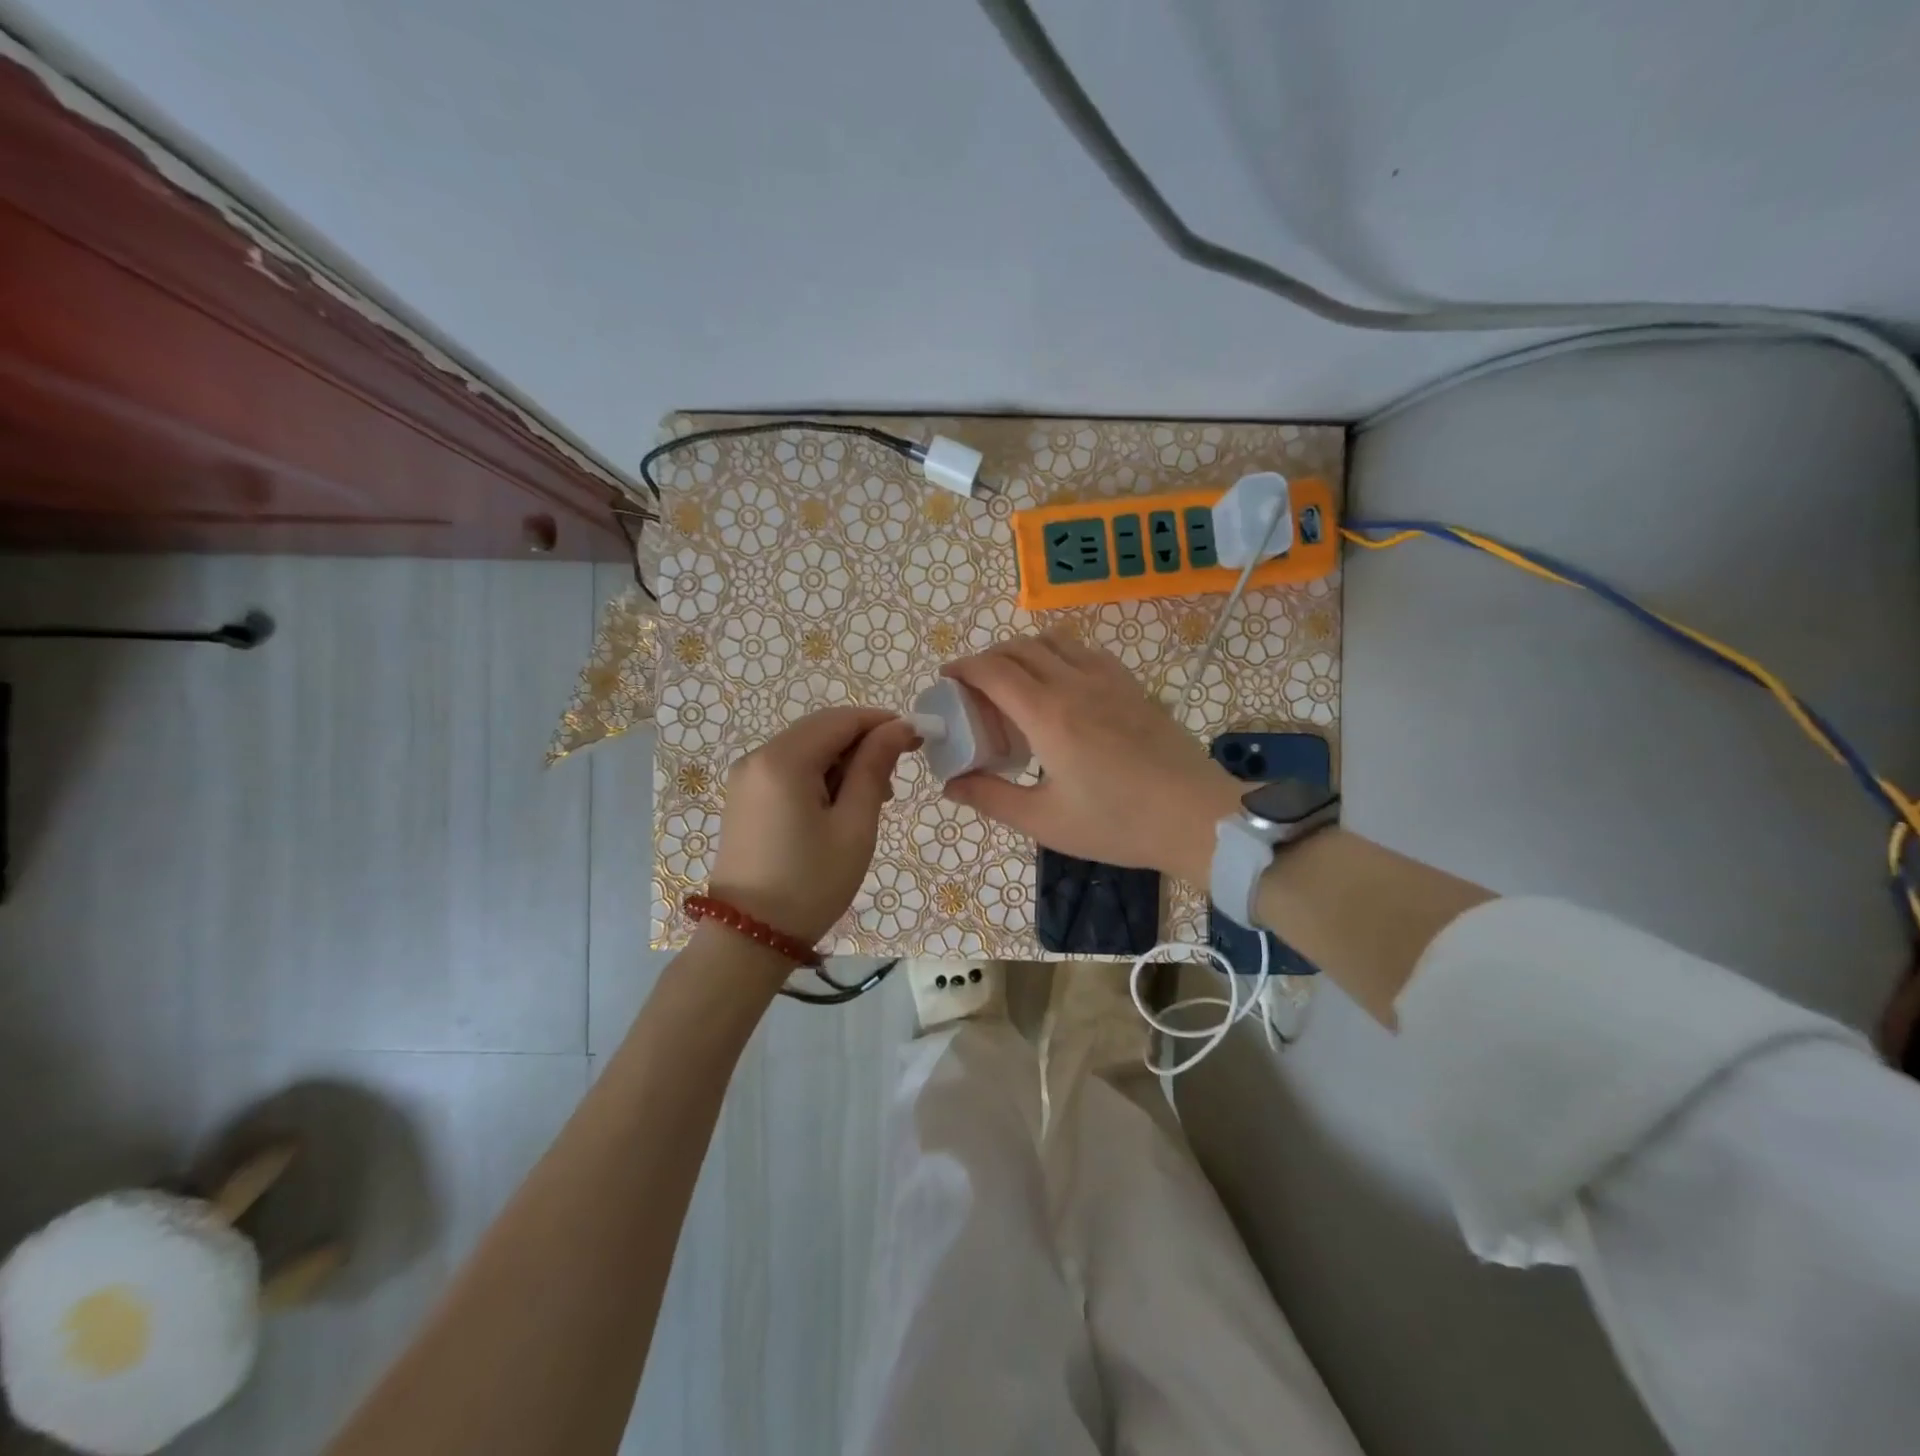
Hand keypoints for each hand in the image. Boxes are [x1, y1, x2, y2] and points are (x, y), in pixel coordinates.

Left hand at [709, 707, 919, 944]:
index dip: (882, 722)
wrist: (749, 938)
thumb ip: (875, 768)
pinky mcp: (744, 797)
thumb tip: (899, 727)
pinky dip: (819, 777)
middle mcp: (757, 757)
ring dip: (843, 762)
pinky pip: (789, 769)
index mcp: (783, 760)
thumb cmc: (811, 883)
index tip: (917, 739)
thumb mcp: (854, 825)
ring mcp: (746, 777)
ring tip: (871, 801)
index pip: (841, 719)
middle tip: (894, 781)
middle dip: (862, 744)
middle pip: (821, 730)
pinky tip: (838, 807)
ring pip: (806, 749)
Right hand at [941, 633, 1242, 884]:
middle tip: (974, 689)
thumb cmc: (1118, 823)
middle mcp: (1075, 683)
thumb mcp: (1045, 820)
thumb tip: (951, 784)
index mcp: (1048, 714)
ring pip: (1054, 641)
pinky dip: (1059, 655)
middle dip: (987, 659)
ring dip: (1023, 651)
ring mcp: (1108, 679)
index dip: (962, 668)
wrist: (1196, 817)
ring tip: (1015, 684)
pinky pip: (1085, 651)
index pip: (993, 670)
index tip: (946, 679)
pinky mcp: (1132, 685)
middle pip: (1019, 648)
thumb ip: (991, 798)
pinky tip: (1061, 686)